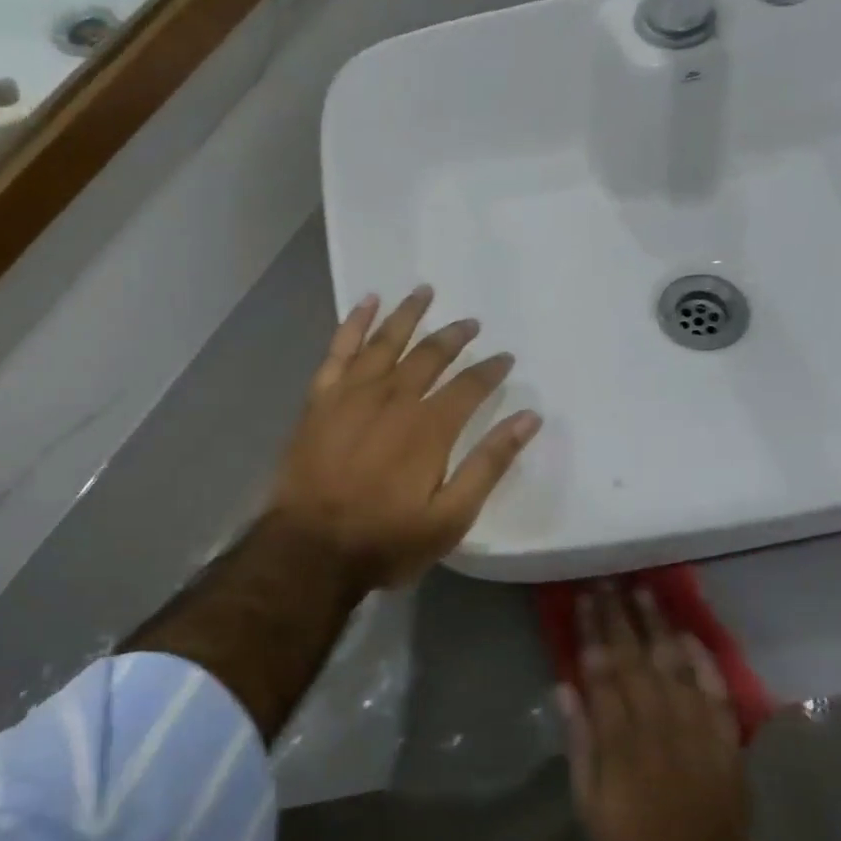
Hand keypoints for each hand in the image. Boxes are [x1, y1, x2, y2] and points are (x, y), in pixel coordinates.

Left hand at [267, 286, 542, 588]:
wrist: (310, 549)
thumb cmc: (386, 540)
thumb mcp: (451, 517)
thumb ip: (489, 464)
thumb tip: (529, 418)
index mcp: (430, 427)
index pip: (470, 386)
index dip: (491, 370)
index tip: (505, 358)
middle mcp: (394, 398)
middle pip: (430, 355)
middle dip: (454, 336)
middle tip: (471, 323)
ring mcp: (353, 394)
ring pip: (386, 341)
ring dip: (408, 315)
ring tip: (425, 291)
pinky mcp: (321, 399)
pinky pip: (340, 350)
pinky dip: (354, 322)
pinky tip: (367, 302)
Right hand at [560, 582, 750, 840]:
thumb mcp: (588, 803)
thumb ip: (579, 743)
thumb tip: (565, 688)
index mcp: (620, 740)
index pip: (602, 671)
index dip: (591, 632)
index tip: (582, 599)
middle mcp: (658, 725)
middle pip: (635, 659)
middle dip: (619, 616)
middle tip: (608, 582)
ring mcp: (696, 730)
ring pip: (674, 665)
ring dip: (658, 626)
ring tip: (644, 592)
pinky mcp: (725, 741)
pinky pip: (715, 691)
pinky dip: (703, 661)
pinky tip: (689, 635)